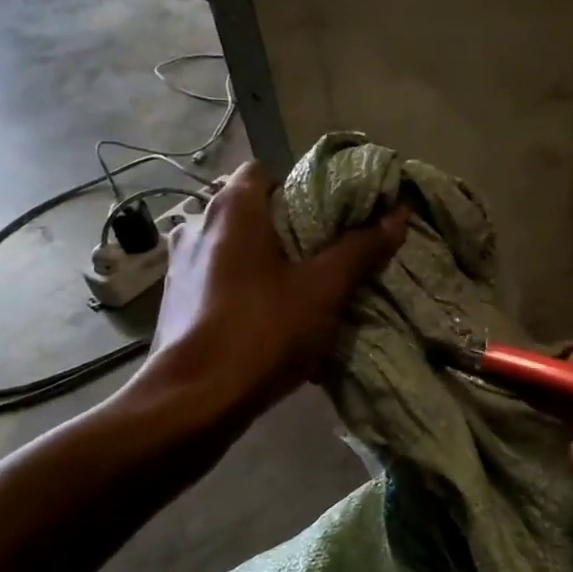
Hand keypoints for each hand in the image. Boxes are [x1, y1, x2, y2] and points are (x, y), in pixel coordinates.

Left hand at [145, 161, 407, 409]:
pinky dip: (242, 290)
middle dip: (286, 231)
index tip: (328, 219)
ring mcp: (179, 264)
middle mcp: (197, 224)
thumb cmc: (262, 331)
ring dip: (263, 263)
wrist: (194, 399)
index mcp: (232, 208)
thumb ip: (360, 248)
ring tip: (297, 292)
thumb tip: (397, 213)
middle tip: (322, 258)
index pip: (265, 172)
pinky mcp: (175, 300)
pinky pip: (217, 280)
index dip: (299, 189)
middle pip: (251, 212)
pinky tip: (265, 321)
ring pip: (234, 249)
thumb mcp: (323, 290)